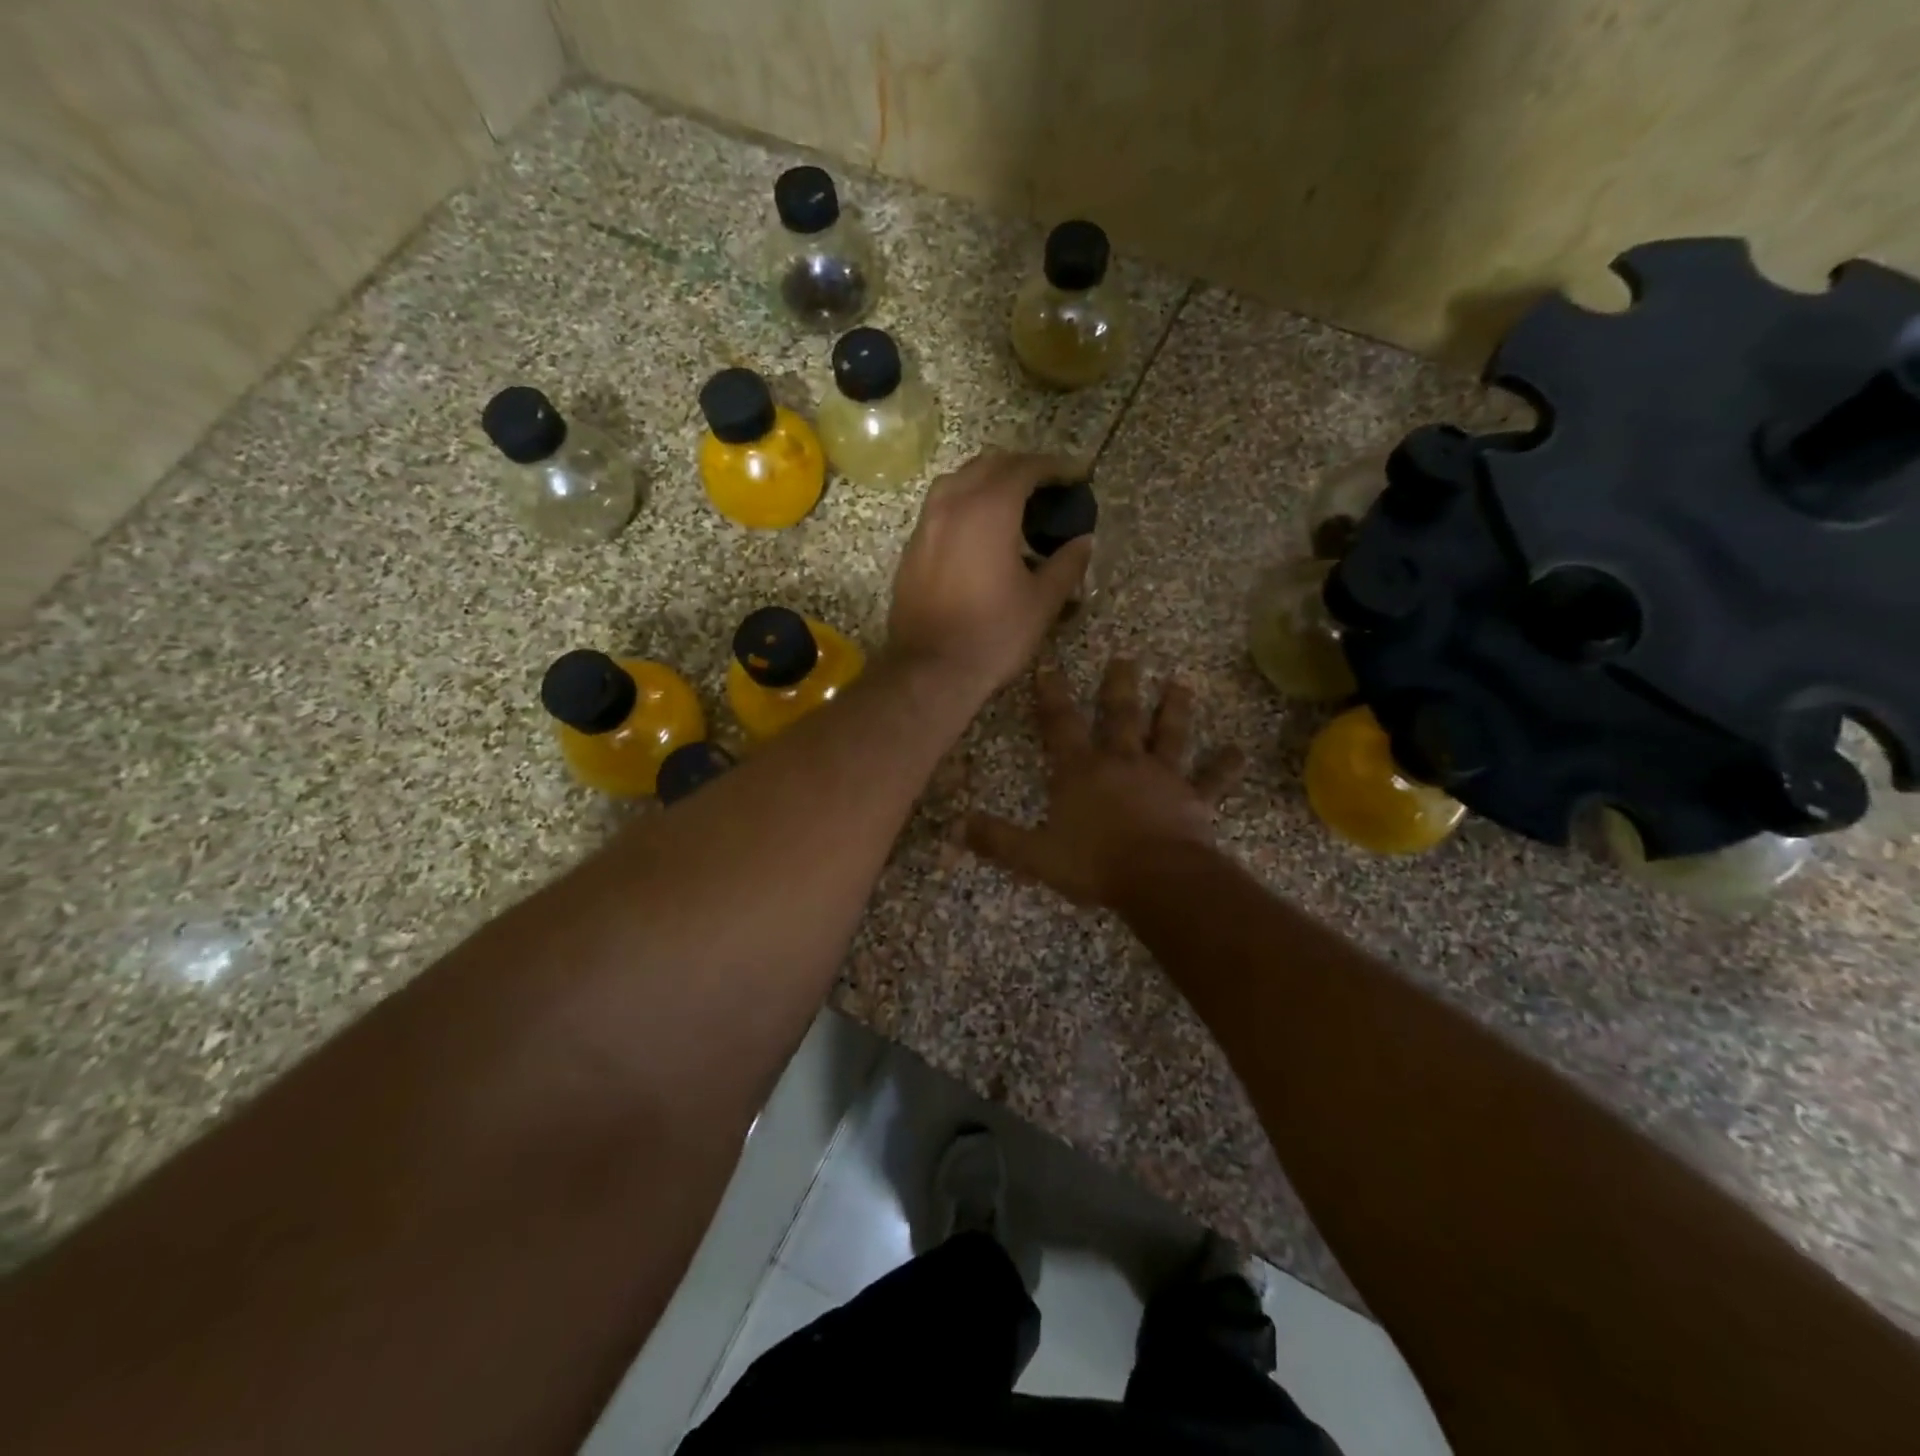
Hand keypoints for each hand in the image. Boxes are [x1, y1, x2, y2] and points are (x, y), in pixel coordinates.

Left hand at [887, 451, 1093, 696]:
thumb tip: (1084, 541)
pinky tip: (979, 534)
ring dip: (987, 481)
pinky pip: (940, 509)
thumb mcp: (1043, 602)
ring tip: (1012, 505)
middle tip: (1047, 488)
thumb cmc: (993, 636)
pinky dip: (964, 505)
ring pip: (957, 482)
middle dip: (1021, 468)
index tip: (1076, 476)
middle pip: (988, 465)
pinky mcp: (912, 549)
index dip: (1055, 467)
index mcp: (989, 510)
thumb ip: (1067, 563)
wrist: (930, 671)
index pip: (1025, 468)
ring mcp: (925, 526)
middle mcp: (951, 506)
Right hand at [966, 659, 1245, 906]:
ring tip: (1180, 684)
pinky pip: (1211, 780)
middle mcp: (1122, 763)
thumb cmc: (1093, 864)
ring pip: (1169, 735)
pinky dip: (1225, 766)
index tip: (1049, 667)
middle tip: (1127, 658)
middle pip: (1121, 716)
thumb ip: (997, 839)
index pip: (1060, 725)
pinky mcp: (1194, 799)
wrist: (1157, 879)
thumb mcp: (1035, 855)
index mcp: (1081, 772)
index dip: (1052, 696)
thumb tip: (956, 827)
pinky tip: (1238, 752)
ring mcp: (1162, 778)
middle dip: (1120, 686)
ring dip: (1174, 709)